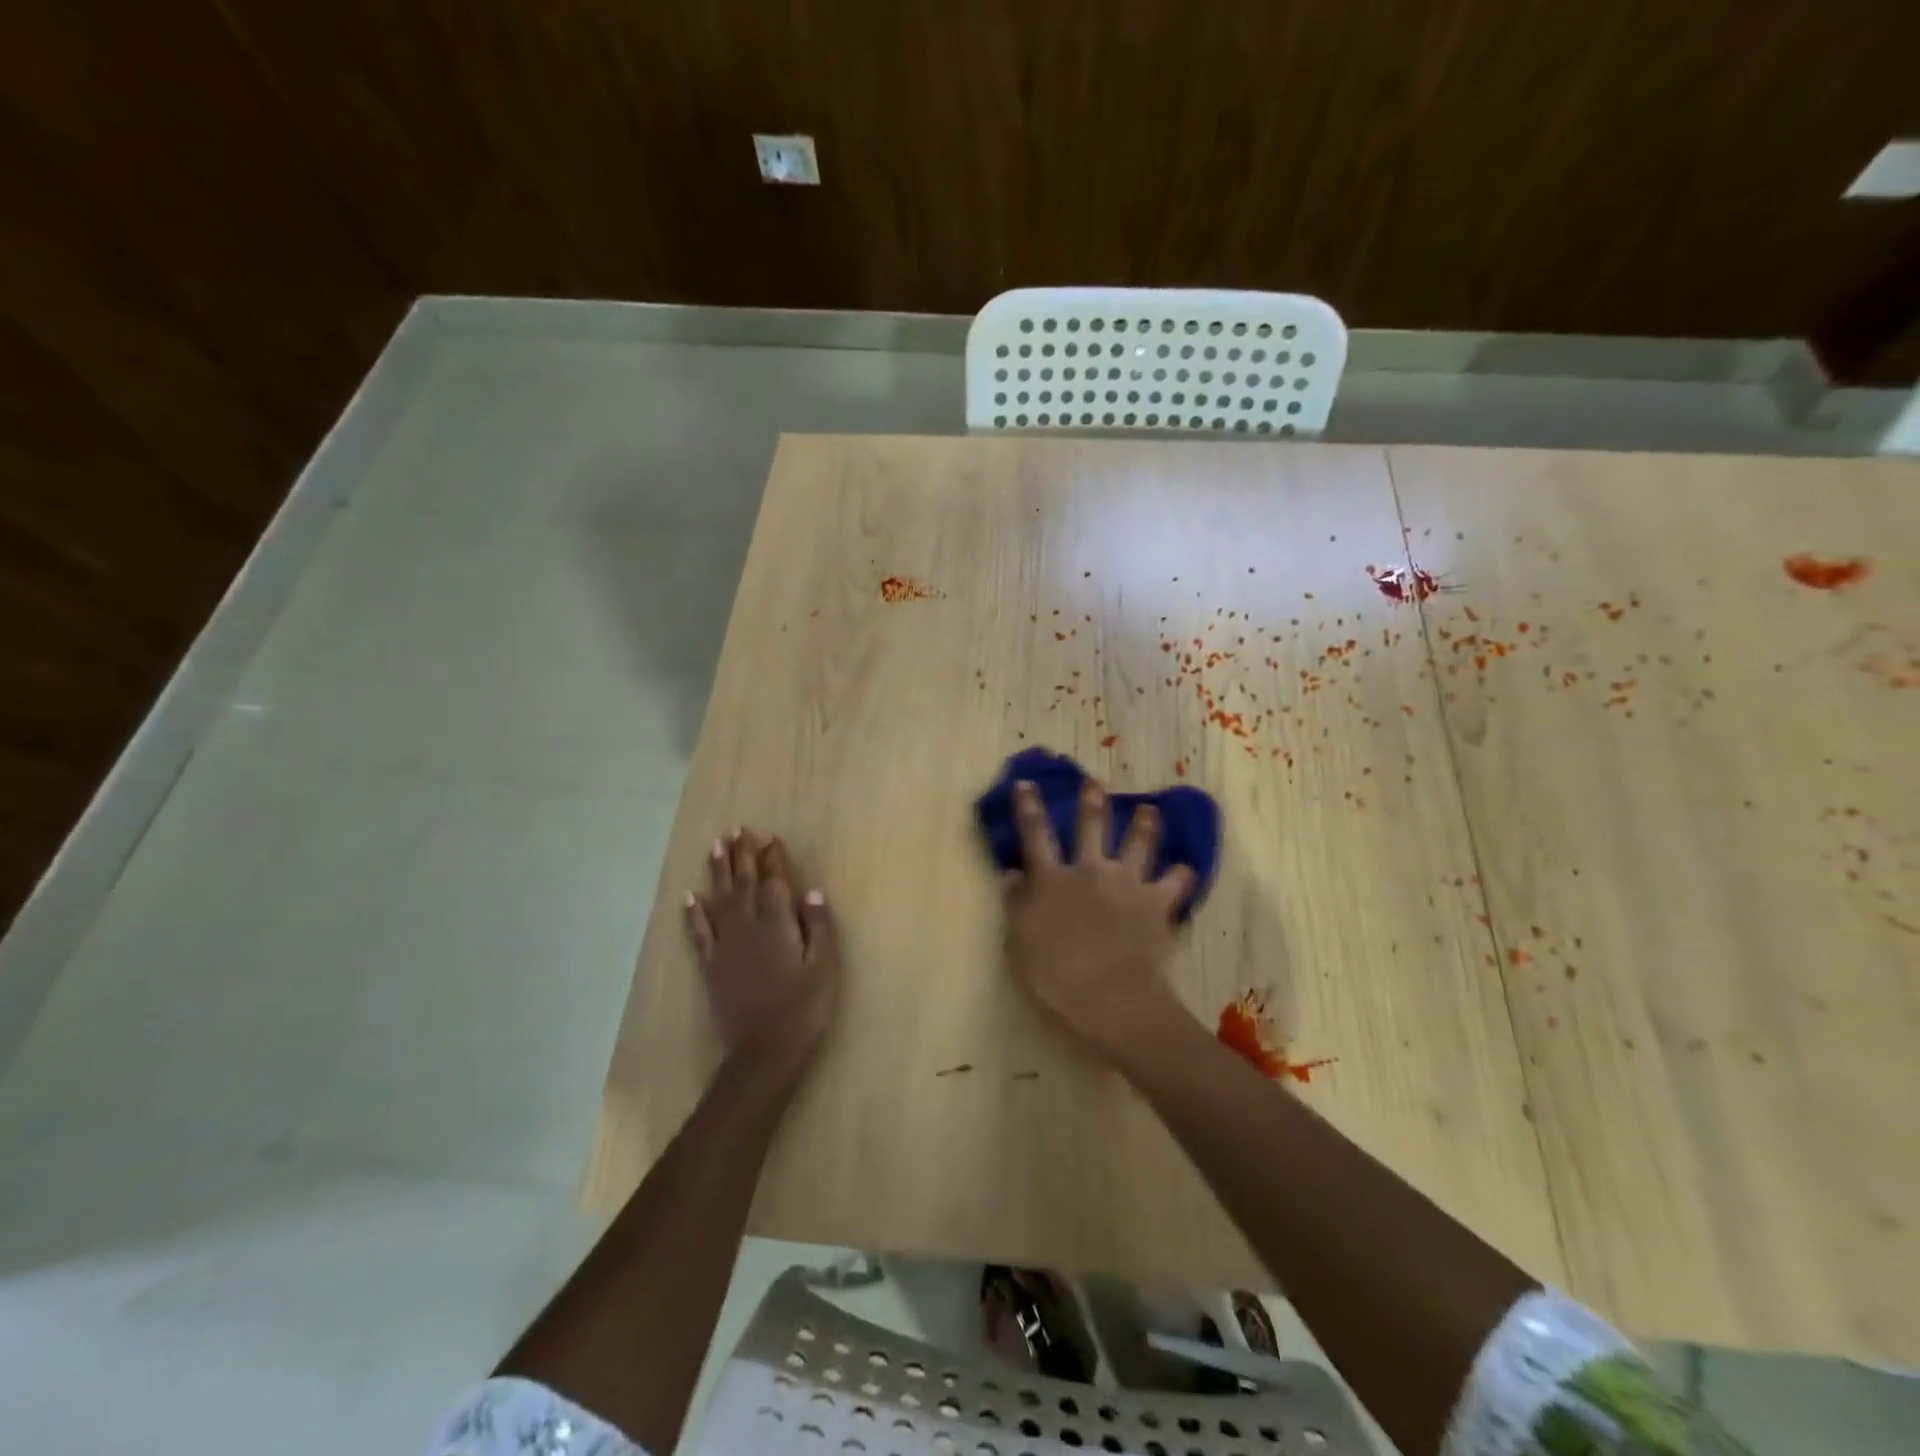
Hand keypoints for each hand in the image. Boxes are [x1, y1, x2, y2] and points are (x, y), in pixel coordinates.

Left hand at [685, 829, 839, 1069]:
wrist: (762, 1053)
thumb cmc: (803, 1009)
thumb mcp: (824, 968)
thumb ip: (819, 927)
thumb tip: (811, 891)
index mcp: (777, 924)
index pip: (774, 882)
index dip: (773, 859)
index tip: (772, 839)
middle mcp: (747, 927)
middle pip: (743, 883)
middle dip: (741, 855)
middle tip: (737, 829)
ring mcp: (725, 946)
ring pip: (719, 899)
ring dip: (717, 872)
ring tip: (715, 847)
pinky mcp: (710, 966)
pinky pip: (699, 932)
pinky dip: (693, 913)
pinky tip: (690, 897)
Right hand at [1001, 779, 1195, 1059]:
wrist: (1111, 997)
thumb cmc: (1055, 975)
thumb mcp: (1019, 942)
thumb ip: (1015, 904)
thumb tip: (1011, 873)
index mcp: (1051, 879)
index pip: (1035, 834)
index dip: (1028, 807)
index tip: (1026, 783)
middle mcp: (1089, 870)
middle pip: (1091, 827)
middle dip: (1092, 801)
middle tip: (1095, 782)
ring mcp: (1126, 883)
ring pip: (1138, 843)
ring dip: (1144, 824)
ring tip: (1148, 809)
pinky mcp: (1156, 903)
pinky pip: (1175, 882)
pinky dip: (1181, 875)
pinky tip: (1186, 869)